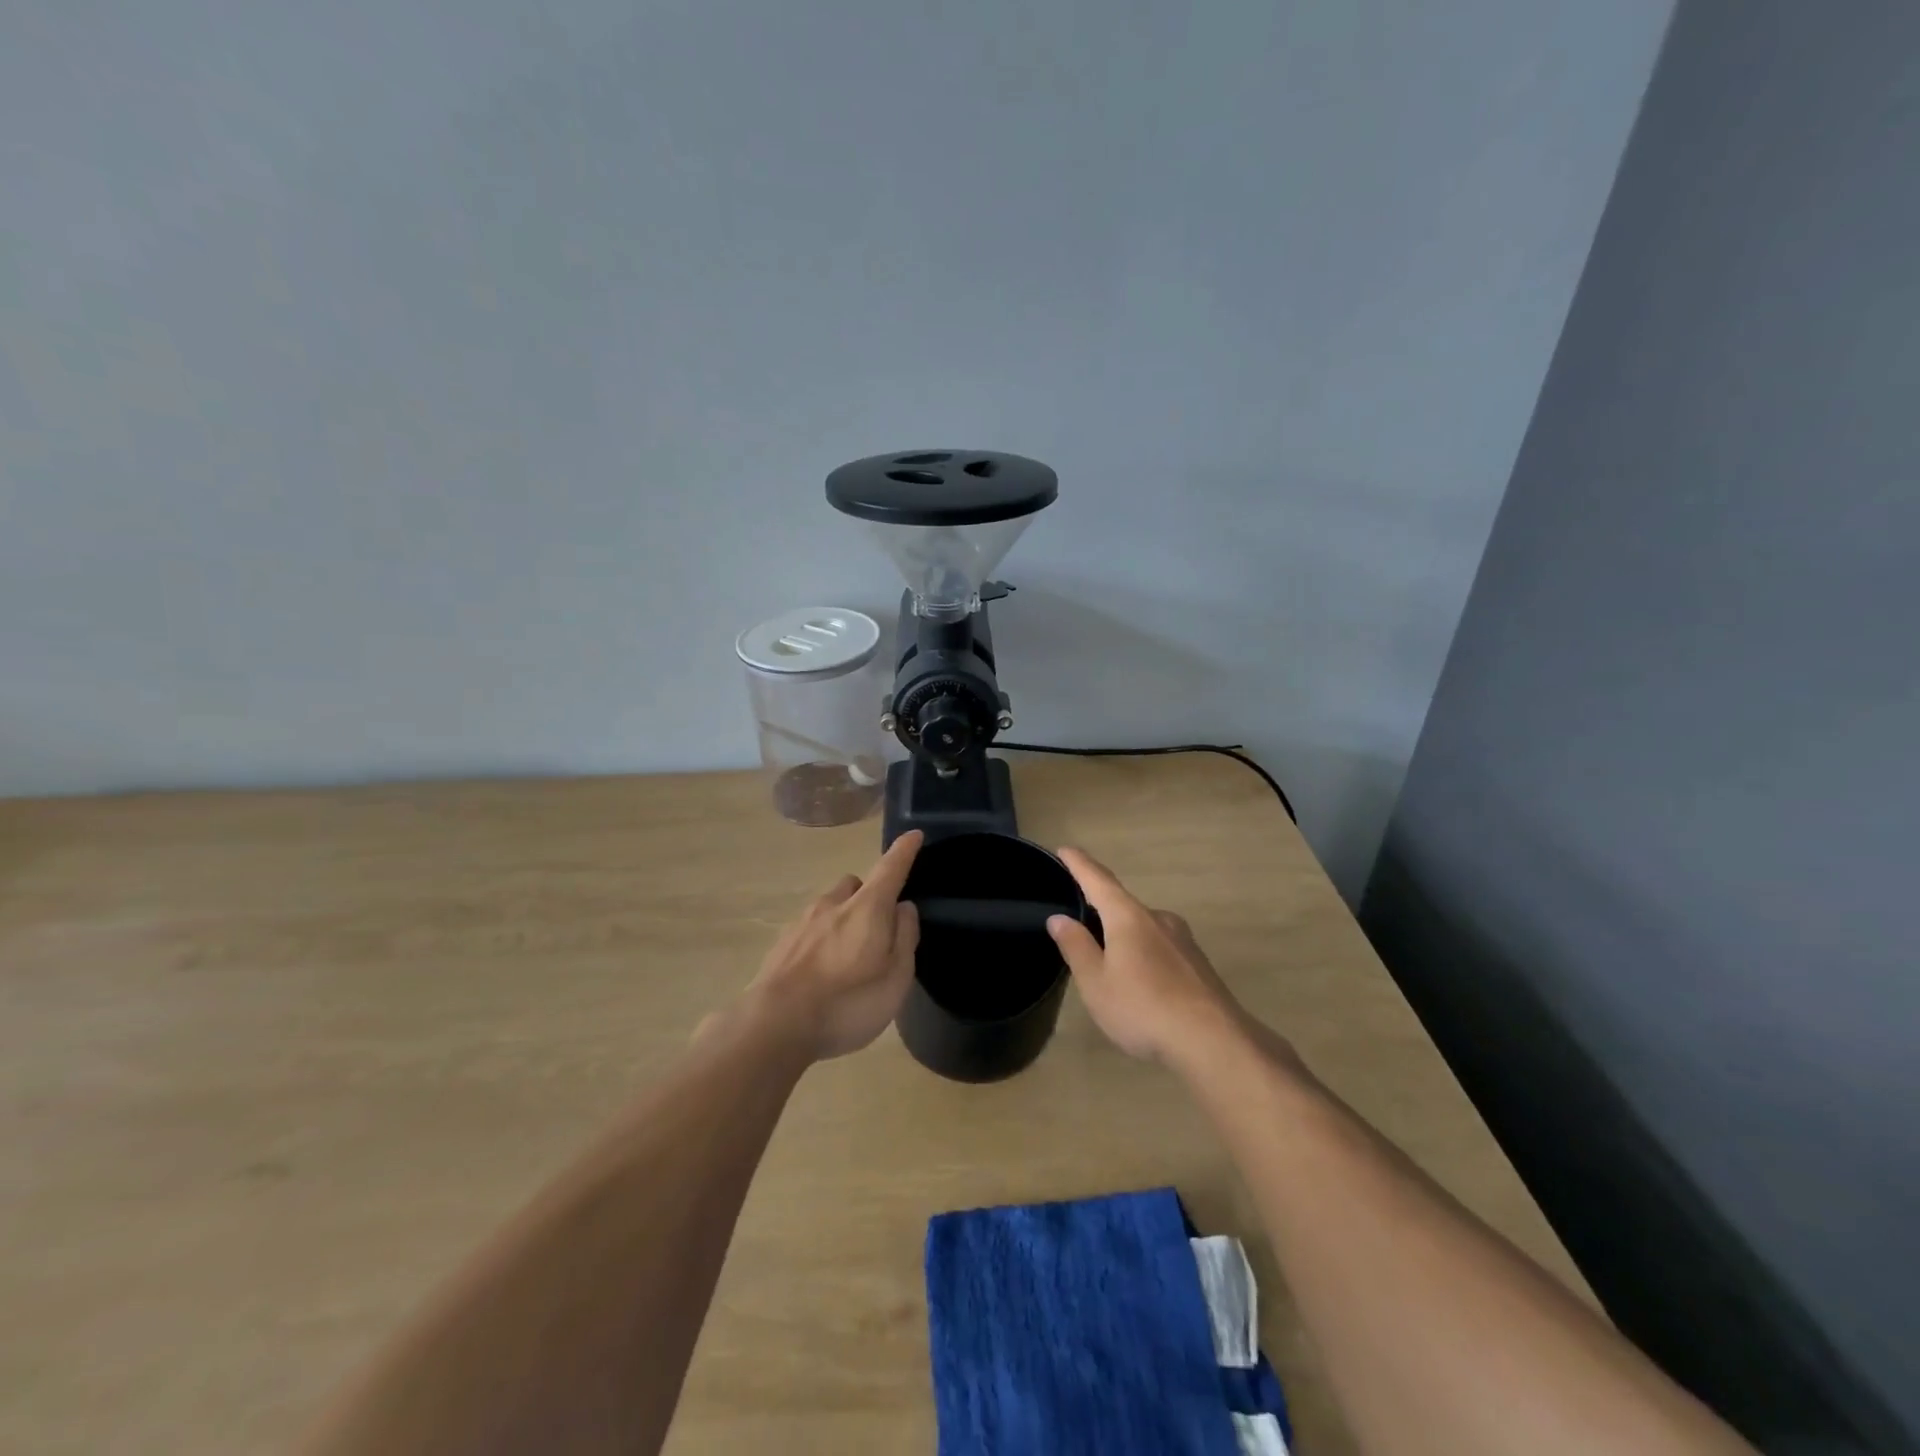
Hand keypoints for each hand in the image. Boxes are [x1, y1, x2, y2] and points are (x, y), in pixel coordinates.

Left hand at [745, 831, 923, 1060]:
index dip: (904, 851)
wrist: (774, 1025)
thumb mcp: (895, 977)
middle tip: (878, 927)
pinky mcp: (781, 944)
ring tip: (847, 957)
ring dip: (842, 918)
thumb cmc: (847, 1002)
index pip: (890, 869)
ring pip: (829, 906)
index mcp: (866, 908)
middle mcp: (832, 904)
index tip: (914, 835)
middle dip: (868, 895)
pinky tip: (821, 972)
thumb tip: (904, 907)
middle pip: (854, 884)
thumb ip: (904, 937)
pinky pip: (809, 929)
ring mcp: (802, 922)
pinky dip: (821, 939)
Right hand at [1046, 847, 1244, 1066]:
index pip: (1098, 880)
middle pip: (1122, 904)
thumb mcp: (1096, 983)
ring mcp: (1182, 940)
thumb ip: (1076, 947)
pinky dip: (1143, 953)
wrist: (1214, 1041)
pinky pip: (1160, 947)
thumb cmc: (1143, 1008)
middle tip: (1078, 920)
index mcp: (1128, 917)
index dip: (1079, 864)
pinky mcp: (1197, 963)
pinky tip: (1139, 981)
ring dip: (1123, 935)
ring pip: (1143, 927)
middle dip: (1100, 908)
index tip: (1065, 849)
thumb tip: (1059, 918)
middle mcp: (1157, 918)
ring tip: (1107, 958)